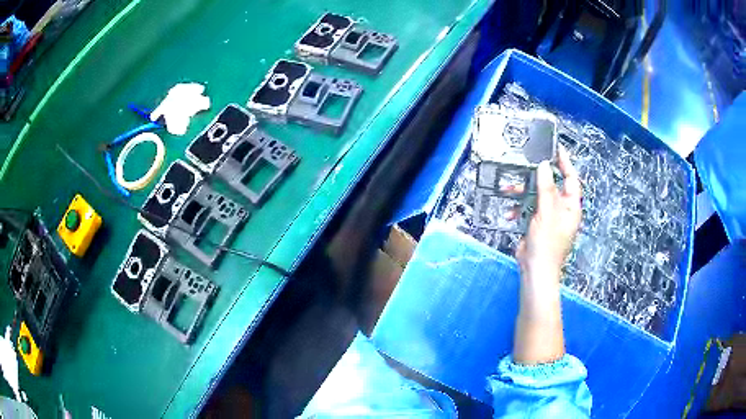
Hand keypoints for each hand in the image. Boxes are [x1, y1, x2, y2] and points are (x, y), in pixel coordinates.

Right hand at [516, 145, 581, 284]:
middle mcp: (561, 209)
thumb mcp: (547, 212)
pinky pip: (527, 209)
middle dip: (535, 178)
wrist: (535, 270)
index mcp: (571, 206)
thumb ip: (546, 187)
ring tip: (509, 191)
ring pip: (535, 196)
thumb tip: (544, 165)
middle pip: (550, 185)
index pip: (571, 178)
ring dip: (522, 194)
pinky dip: (518, 210)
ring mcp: (547, 217)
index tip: (556, 149)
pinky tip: (509, 214)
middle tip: (524, 166)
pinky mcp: (535, 224)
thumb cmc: (547, 243)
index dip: (564, 163)